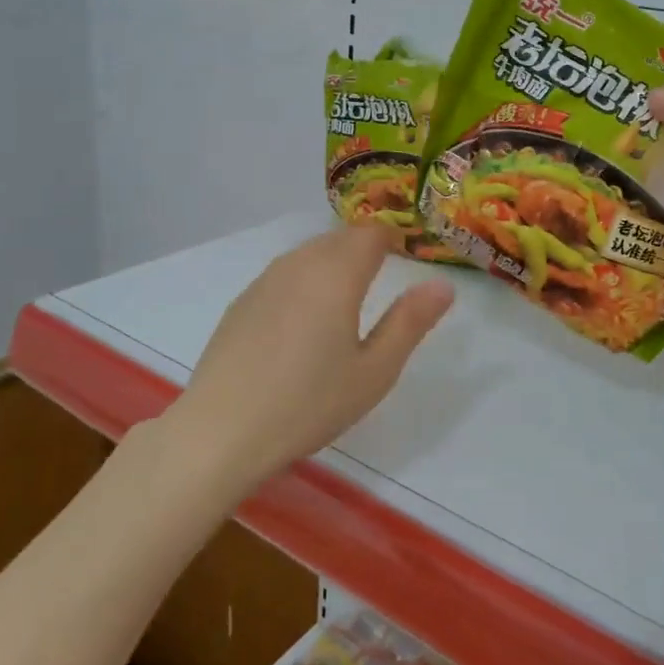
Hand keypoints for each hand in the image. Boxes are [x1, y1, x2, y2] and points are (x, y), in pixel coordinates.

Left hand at [165, 225, 454, 489]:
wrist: (220, 431)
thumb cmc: (308, 404)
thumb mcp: (374, 371)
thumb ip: (410, 322)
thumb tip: (442, 284)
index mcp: (336, 274)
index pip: (371, 233)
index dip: (393, 237)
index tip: (407, 255)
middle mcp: (298, 264)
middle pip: (339, 238)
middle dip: (364, 247)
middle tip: (384, 276)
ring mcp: (264, 281)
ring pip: (309, 253)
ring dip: (333, 261)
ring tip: (347, 297)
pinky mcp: (241, 302)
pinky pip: (284, 274)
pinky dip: (304, 280)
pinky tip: (304, 319)